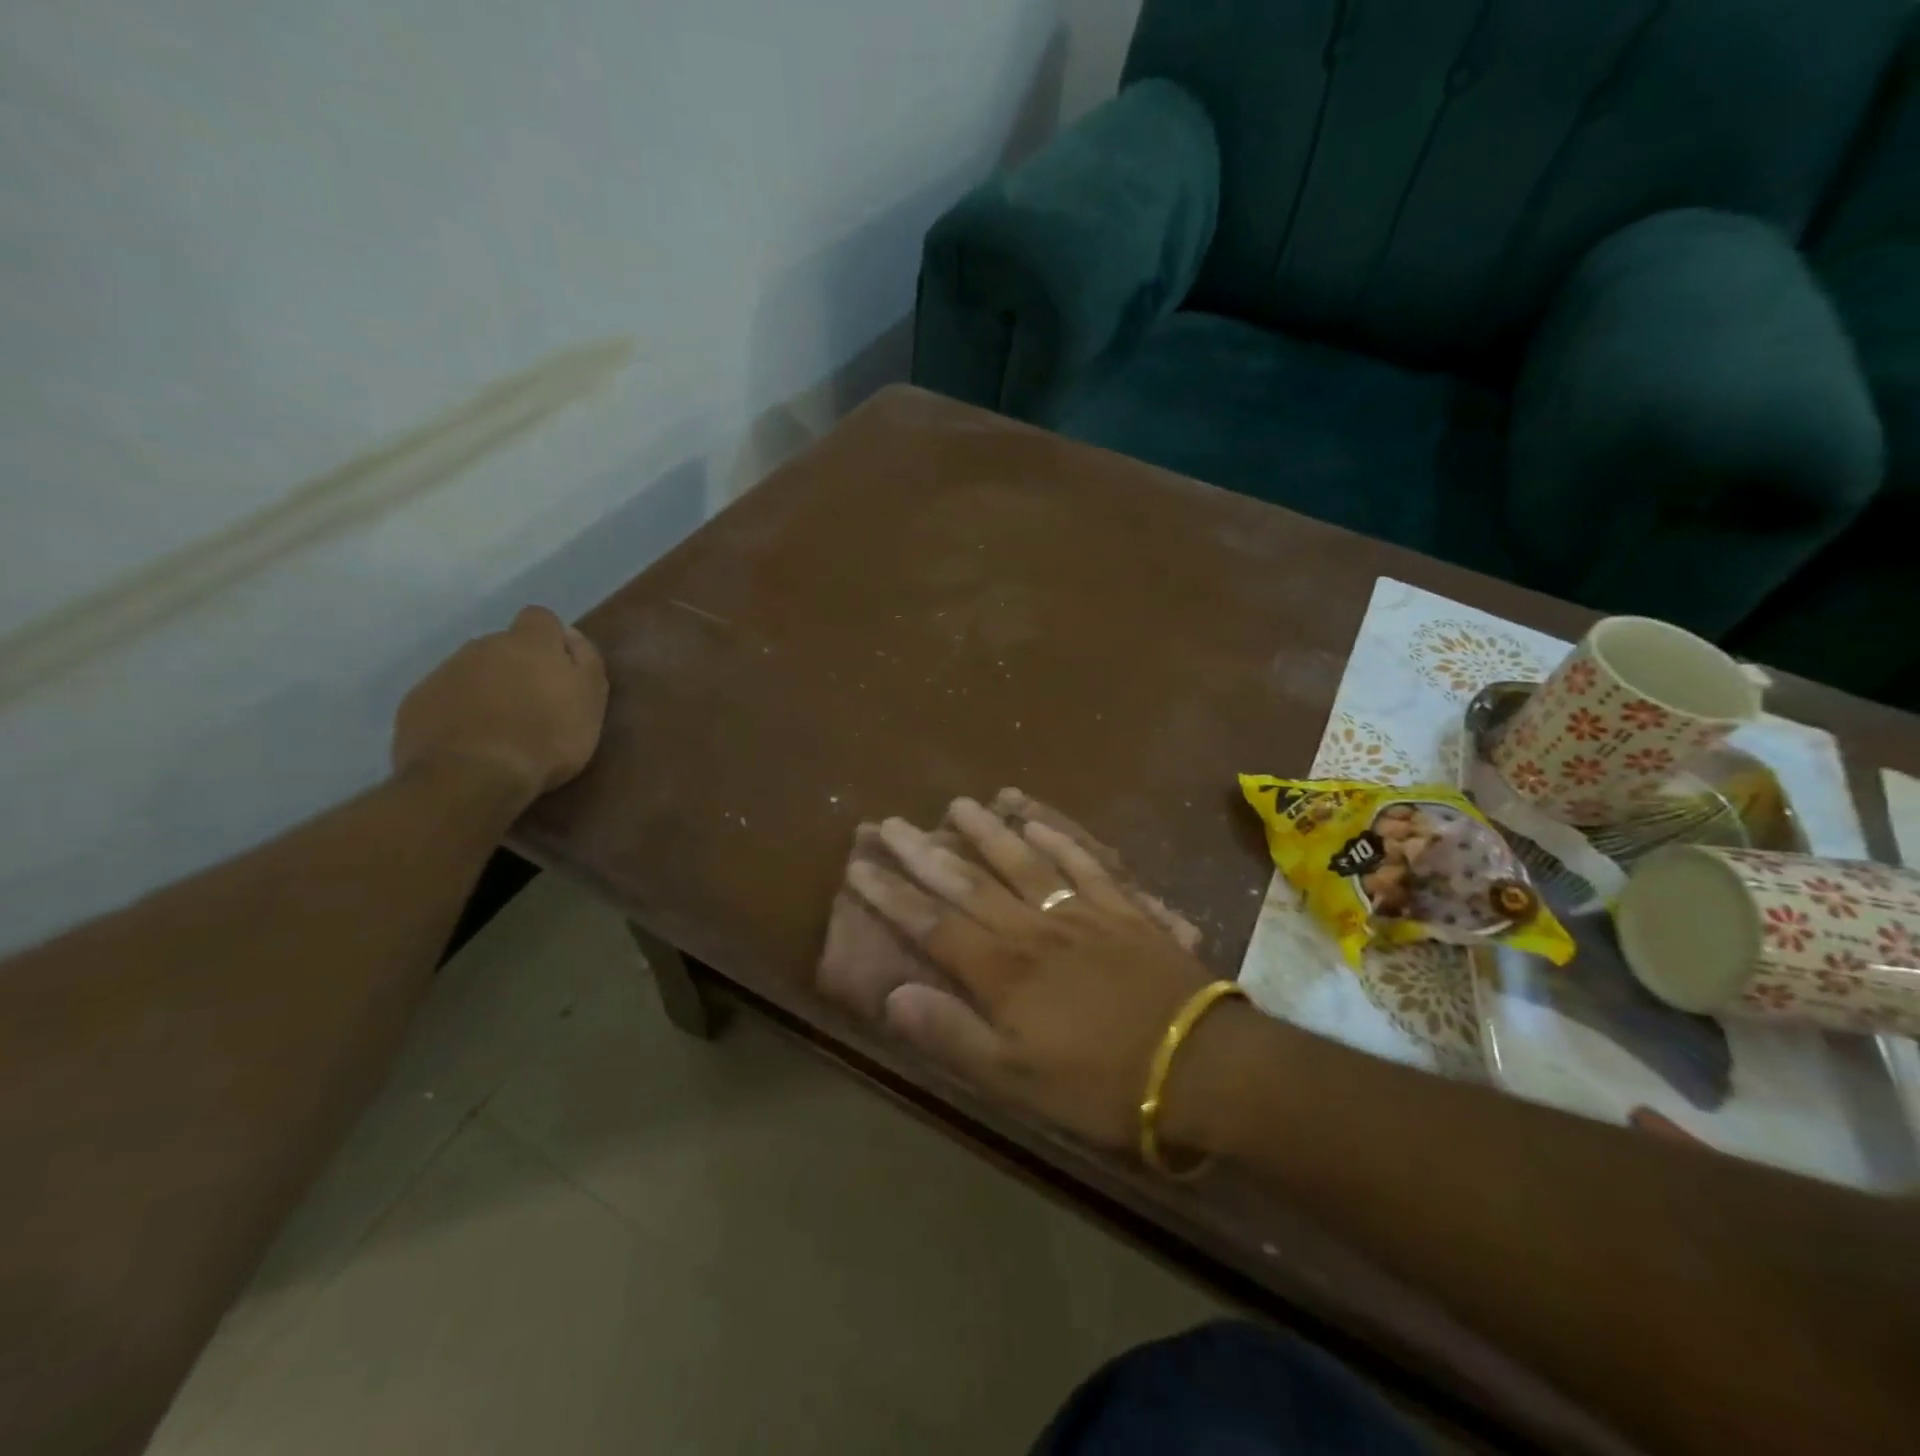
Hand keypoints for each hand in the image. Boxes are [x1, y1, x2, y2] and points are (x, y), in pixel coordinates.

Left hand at [391, 606, 608, 809]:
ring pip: (472, 671)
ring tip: (500, 729)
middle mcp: (483, 646)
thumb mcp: (590, 700)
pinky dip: (457, 712)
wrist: (472, 776)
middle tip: (533, 706)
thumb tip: (571, 634)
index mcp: (530, 642)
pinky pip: (443, 698)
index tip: (560, 670)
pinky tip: (470, 742)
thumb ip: (586, 661)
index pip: (540, 618)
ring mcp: (445, 672)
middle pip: (503, 646)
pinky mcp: (416, 702)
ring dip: (487, 689)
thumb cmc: (547, 737)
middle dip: (517, 667)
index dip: (551, 640)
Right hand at [846, 797, 1216, 1150]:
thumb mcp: (1016, 1080)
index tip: (859, 866)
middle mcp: (1034, 928)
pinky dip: (1057, 838)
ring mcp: (1081, 911)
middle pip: (970, 881)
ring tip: (957, 804)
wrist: (1202, 1064)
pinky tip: (1037, 820)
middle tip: (892, 823)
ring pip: (1023, 860)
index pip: (932, 923)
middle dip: (924, 852)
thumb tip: (893, 995)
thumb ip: (952, 1034)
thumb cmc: (1101, 1083)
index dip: (892, 894)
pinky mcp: (1122, 908)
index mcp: (1003, 970)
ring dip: (986, 831)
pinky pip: (1083, 862)